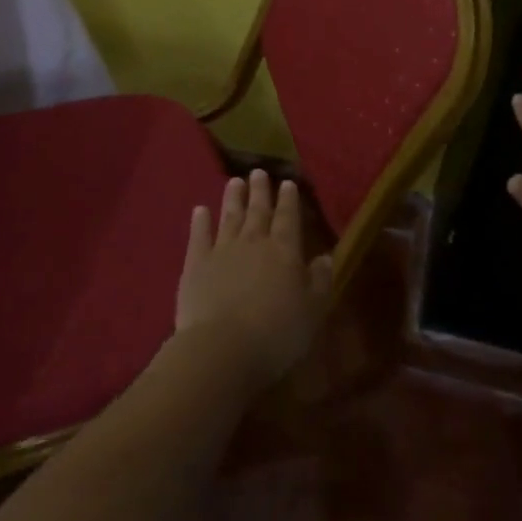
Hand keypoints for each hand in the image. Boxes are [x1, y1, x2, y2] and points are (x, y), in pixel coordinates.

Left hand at [178, 169, 334, 388]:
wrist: (222, 348)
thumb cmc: (276, 333)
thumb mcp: (313, 311)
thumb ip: (320, 281)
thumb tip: (325, 256)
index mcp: (285, 250)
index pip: (289, 218)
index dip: (289, 200)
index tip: (287, 182)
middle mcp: (254, 242)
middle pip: (258, 211)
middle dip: (260, 191)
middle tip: (259, 172)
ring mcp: (222, 251)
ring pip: (230, 217)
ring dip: (233, 198)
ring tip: (234, 181)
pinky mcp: (196, 265)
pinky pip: (199, 236)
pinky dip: (200, 222)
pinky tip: (200, 210)